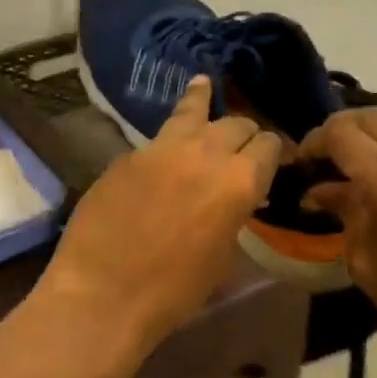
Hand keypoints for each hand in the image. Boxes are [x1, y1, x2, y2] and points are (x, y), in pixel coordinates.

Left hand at [39, 77, 281, 366]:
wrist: (103, 294)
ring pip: (193, 110)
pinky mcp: (130, 153)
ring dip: (203, 102)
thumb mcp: (222, 256)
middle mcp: (207, 152)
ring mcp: (163, 147)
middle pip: (236, 123)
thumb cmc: (174, 291)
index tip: (271, 157)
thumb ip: (233, 214)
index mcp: (239, 181)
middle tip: (241, 145)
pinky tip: (166, 139)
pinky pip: (159, 138)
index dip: (273, 150)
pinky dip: (170, 136)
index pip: (268, 145)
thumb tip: (233, 199)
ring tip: (203, 83)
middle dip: (243, 133)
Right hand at [300, 109, 376, 355]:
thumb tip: (323, 191)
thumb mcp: (366, 261)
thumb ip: (345, 213)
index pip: (342, 134)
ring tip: (353, 160)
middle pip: (373, 118)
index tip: (301, 161)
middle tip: (324, 154)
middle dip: (344, 128)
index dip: (315, 141)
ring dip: (373, 132)